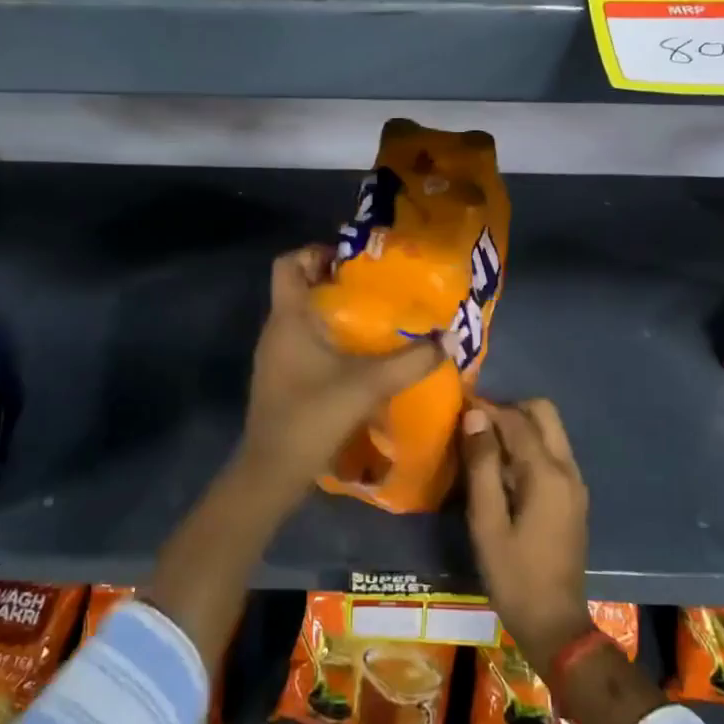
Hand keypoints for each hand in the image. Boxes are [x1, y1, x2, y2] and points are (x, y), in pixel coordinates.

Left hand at [235, 245, 441, 511]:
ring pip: (301, 317)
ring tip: (373, 317)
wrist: (273, 470)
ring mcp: (275, 356)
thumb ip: (411, 360)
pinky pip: (303, 343)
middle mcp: (276, 330)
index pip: (288, 263)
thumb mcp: (369, 384)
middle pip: (298, 288)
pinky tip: (357, 356)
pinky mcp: (281, 378)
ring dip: (332, 312)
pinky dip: (327, 339)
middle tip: (374, 286)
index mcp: (289, 318)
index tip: (352, 259)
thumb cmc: (313, 415)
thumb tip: (450, 337)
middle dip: (334, 281)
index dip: (316, 252)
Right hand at [462, 399, 592, 678]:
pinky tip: (503, 470)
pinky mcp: (573, 496)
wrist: (555, 624)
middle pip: (543, 413)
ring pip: (550, 431)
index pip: (516, 420)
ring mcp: (575, 482)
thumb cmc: (513, 575)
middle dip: (509, 410)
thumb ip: (481, 465)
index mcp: (546, 473)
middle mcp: (567, 469)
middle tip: (476, 427)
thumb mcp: (486, 521)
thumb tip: (474, 416)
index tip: (458, 408)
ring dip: (519, 427)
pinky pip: (552, 452)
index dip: (486, 409)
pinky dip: (529, 446)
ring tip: (484, 446)